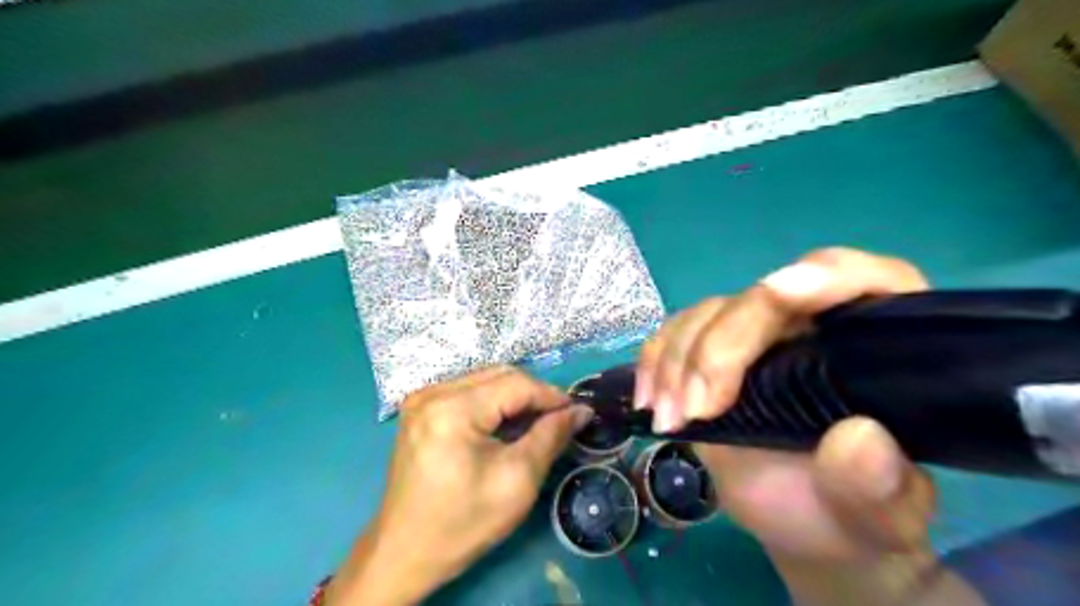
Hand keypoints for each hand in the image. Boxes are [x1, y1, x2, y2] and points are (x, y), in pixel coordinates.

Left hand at [326, 364, 589, 605]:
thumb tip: (581, 411)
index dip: (551, 395)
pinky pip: (467, 391)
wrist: (405, 553)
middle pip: (499, 375)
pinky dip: (493, 403)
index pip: (516, 384)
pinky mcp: (419, 409)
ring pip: (484, 380)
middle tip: (559, 419)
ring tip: (536, 423)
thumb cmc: (463, 523)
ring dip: (514, 396)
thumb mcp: (518, 481)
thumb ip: (551, 437)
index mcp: (452, 409)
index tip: (578, 412)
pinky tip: (505, 425)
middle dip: (534, 394)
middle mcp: (433, 392)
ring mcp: (421, 398)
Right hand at [641, 248, 984, 603]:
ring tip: (669, 419)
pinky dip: (655, 360)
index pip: (865, 282)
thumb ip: (880, 487)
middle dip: (720, 348)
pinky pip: (675, 333)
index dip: (825, 275)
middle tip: (696, 410)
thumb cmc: (849, 512)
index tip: (778, 292)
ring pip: (709, 314)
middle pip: (762, 300)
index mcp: (876, 344)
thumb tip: (860, 438)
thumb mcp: (878, 516)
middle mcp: (813, 323)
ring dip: (678, 361)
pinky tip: (649, 399)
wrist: (803, 516)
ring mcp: (756, 335)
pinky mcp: (712, 352)